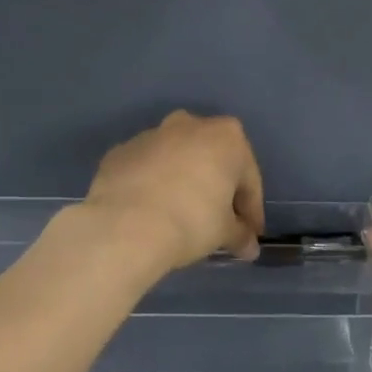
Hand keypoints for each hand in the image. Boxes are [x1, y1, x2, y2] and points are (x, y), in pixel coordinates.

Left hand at [82, 112, 265, 273]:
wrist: (125, 225)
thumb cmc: (191, 221)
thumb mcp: (224, 233)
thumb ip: (240, 235)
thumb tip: (248, 246)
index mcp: (227, 138)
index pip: (248, 179)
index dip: (251, 210)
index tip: (249, 234)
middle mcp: (190, 125)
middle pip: (212, 161)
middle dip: (217, 189)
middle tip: (217, 223)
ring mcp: (151, 135)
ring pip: (177, 160)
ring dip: (183, 183)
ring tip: (180, 216)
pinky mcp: (121, 151)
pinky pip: (147, 169)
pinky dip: (153, 185)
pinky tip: (151, 212)